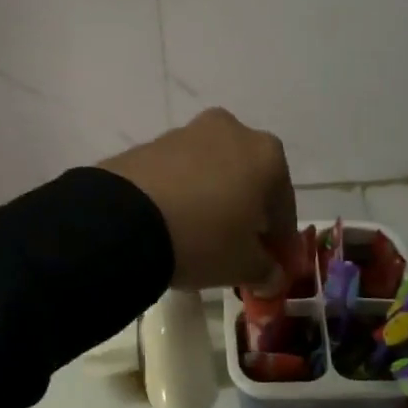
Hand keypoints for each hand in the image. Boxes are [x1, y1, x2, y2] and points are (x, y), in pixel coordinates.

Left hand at [99, 108, 295, 292]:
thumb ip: (265, 270)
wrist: (123, 221)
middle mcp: (231, 131)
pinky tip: (171, 222)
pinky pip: (177, 173)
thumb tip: (271, 276)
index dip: (280, 239)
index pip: (284, 204)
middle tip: (238, 246)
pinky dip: (180, 193)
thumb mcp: (242, 265)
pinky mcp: (148, 145)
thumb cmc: (202, 239)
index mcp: (267, 154)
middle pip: (248, 178)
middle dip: (247, 211)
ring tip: (199, 235)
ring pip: (211, 171)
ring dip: (212, 198)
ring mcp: (186, 133)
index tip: (274, 265)